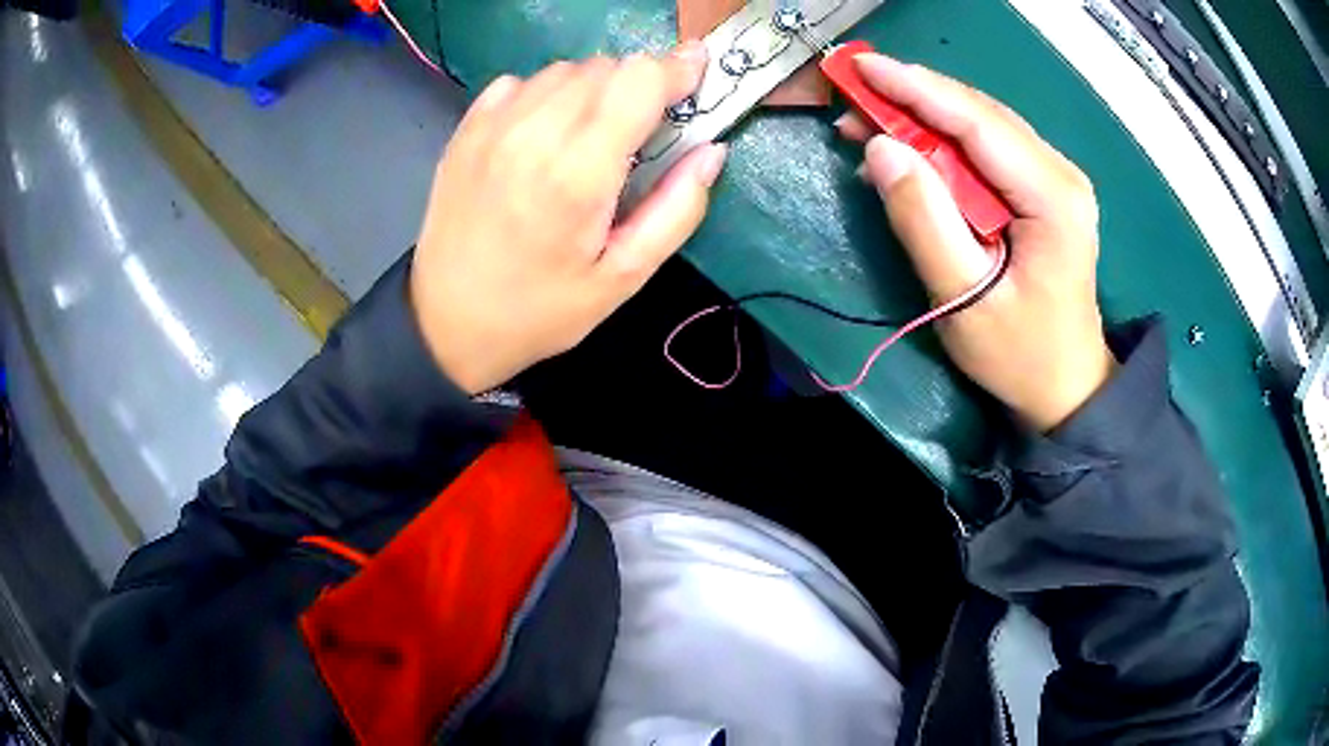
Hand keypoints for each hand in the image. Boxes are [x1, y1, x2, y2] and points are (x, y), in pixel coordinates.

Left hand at [409, 44, 727, 393]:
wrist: (447, 322)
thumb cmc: (540, 309)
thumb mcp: (622, 278)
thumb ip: (676, 211)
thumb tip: (712, 152)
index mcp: (578, 173)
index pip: (639, 79)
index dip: (676, 72)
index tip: (694, 80)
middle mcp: (532, 133)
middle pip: (606, 67)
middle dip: (636, 87)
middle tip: (639, 130)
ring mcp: (492, 126)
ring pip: (565, 70)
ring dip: (592, 90)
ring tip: (588, 136)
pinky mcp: (467, 129)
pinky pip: (521, 82)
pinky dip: (545, 95)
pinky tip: (541, 135)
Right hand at [837, 55, 1115, 431]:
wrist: (1067, 386)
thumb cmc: (1020, 354)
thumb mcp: (963, 298)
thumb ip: (922, 219)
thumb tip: (879, 148)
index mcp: (1051, 196)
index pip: (975, 121)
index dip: (914, 88)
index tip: (859, 68)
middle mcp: (1060, 173)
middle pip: (979, 114)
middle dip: (913, 98)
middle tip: (851, 98)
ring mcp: (1057, 178)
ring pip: (983, 124)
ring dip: (926, 116)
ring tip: (870, 121)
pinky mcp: (1046, 189)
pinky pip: (990, 147)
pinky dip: (946, 140)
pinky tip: (912, 149)